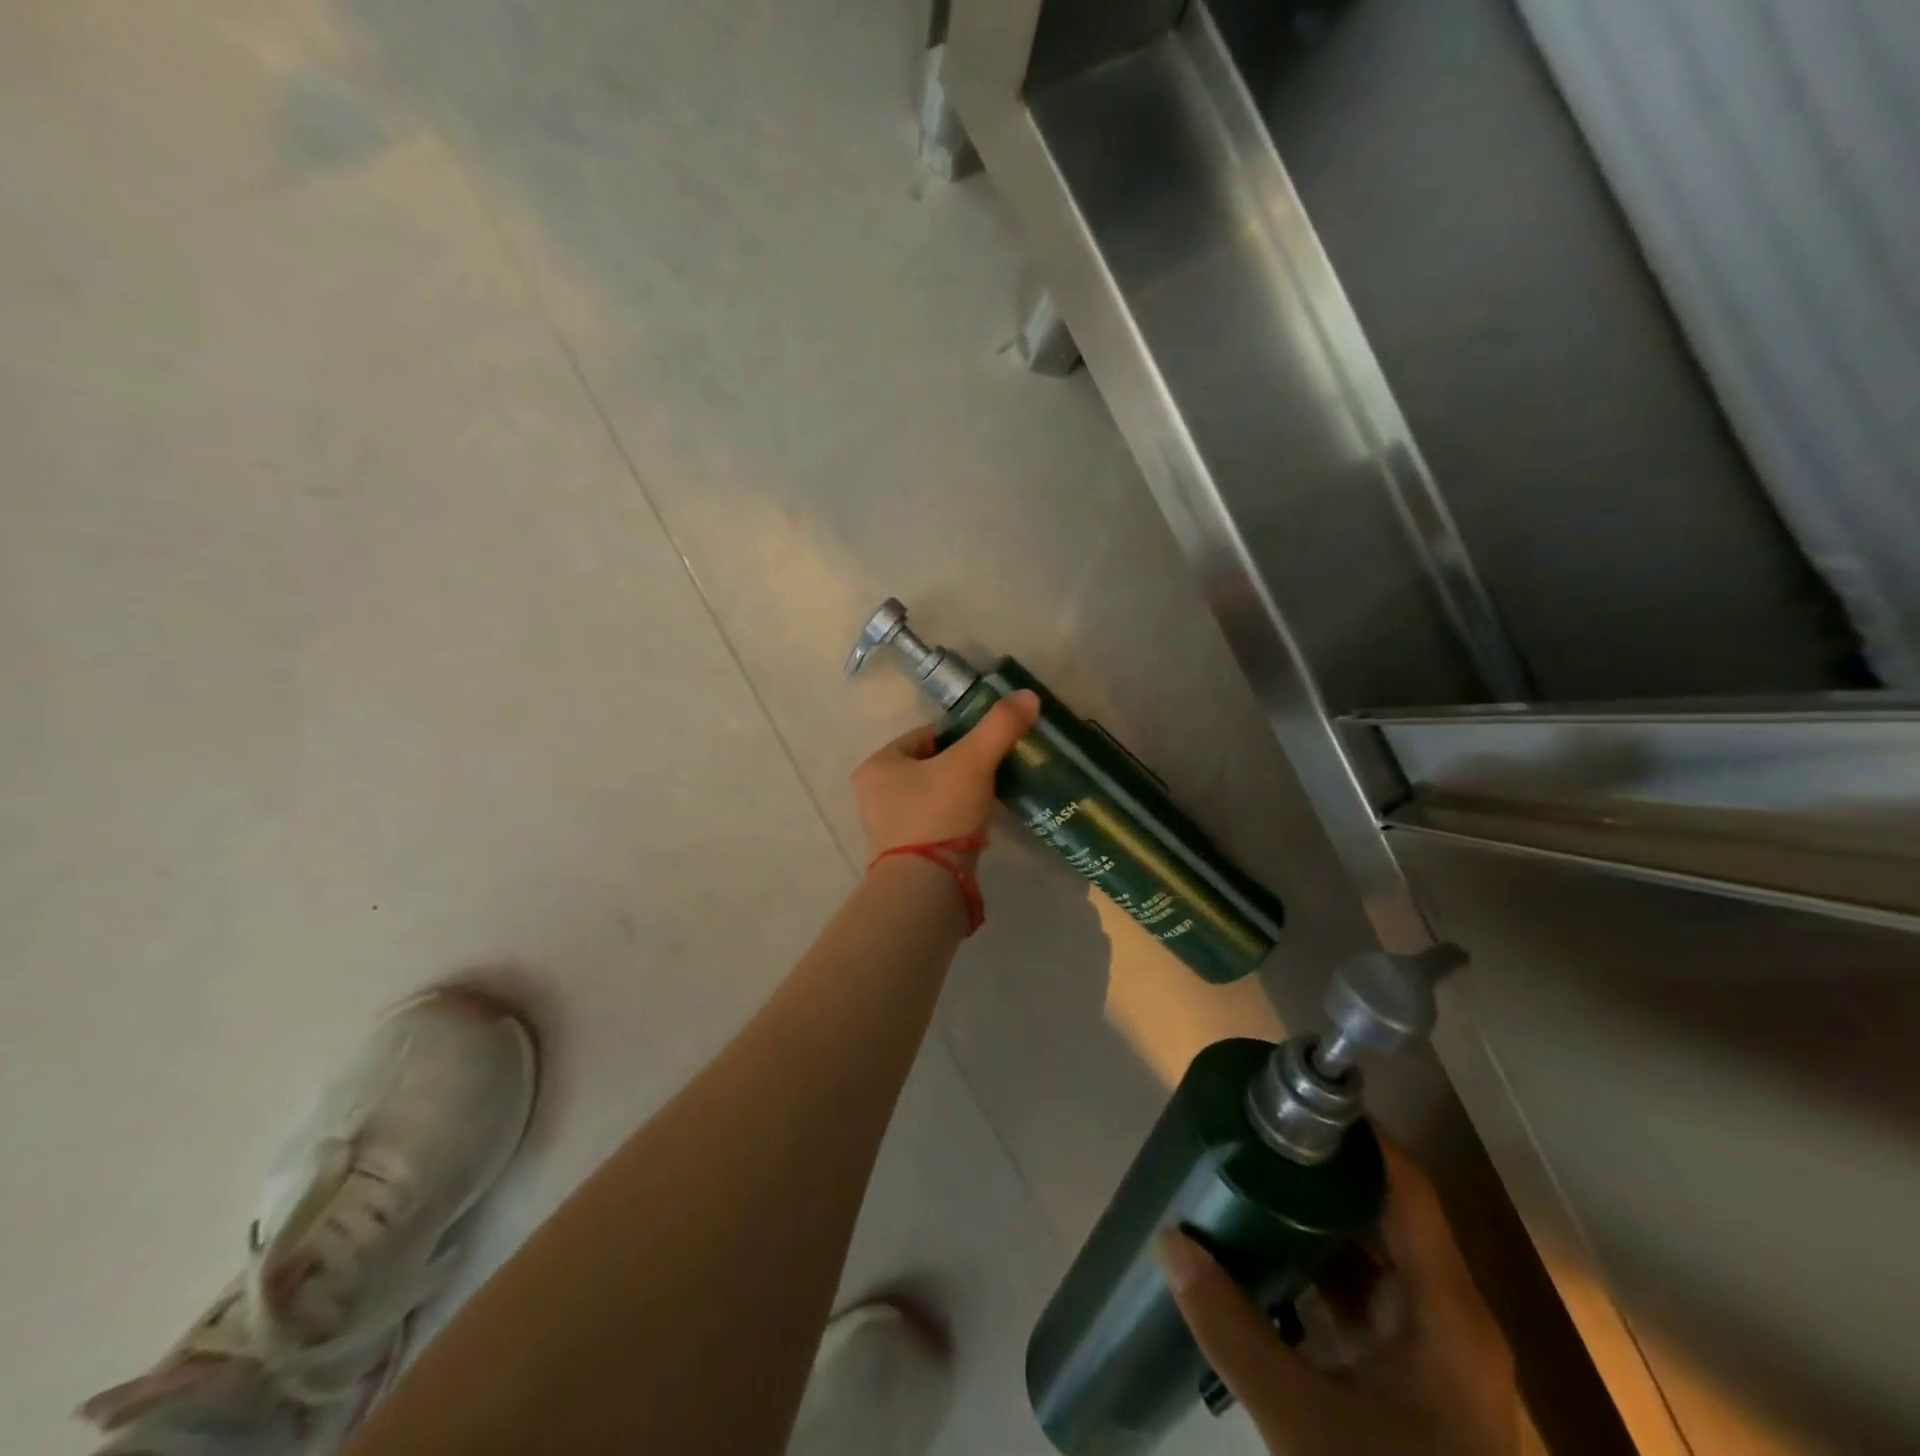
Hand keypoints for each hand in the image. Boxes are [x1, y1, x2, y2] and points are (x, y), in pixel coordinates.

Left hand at [851, 690, 1039, 862]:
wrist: (927, 888)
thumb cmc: (940, 814)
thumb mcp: (973, 762)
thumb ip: (1000, 726)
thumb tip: (1028, 696)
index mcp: (878, 766)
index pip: (925, 736)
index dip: (961, 738)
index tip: (989, 748)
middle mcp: (873, 795)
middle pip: (929, 767)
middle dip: (961, 768)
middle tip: (993, 774)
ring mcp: (886, 829)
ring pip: (932, 797)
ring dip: (959, 796)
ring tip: (989, 800)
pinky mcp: (904, 856)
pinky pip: (934, 825)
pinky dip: (955, 822)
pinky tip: (977, 828)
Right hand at [1156, 1146, 1521, 1455]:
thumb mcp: (1305, 1426)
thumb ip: (1231, 1328)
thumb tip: (1168, 1240)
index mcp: (1447, 1313)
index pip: (1403, 1184)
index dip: (1352, 1134)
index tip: (1286, 1100)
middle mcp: (1448, 1315)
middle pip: (1383, 1209)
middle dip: (1316, 1170)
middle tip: (1250, 1135)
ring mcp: (1432, 1348)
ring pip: (1371, 1252)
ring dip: (1313, 1216)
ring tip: (1248, 1176)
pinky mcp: (1411, 1377)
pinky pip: (1362, 1293)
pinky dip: (1316, 1266)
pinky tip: (1265, 1254)